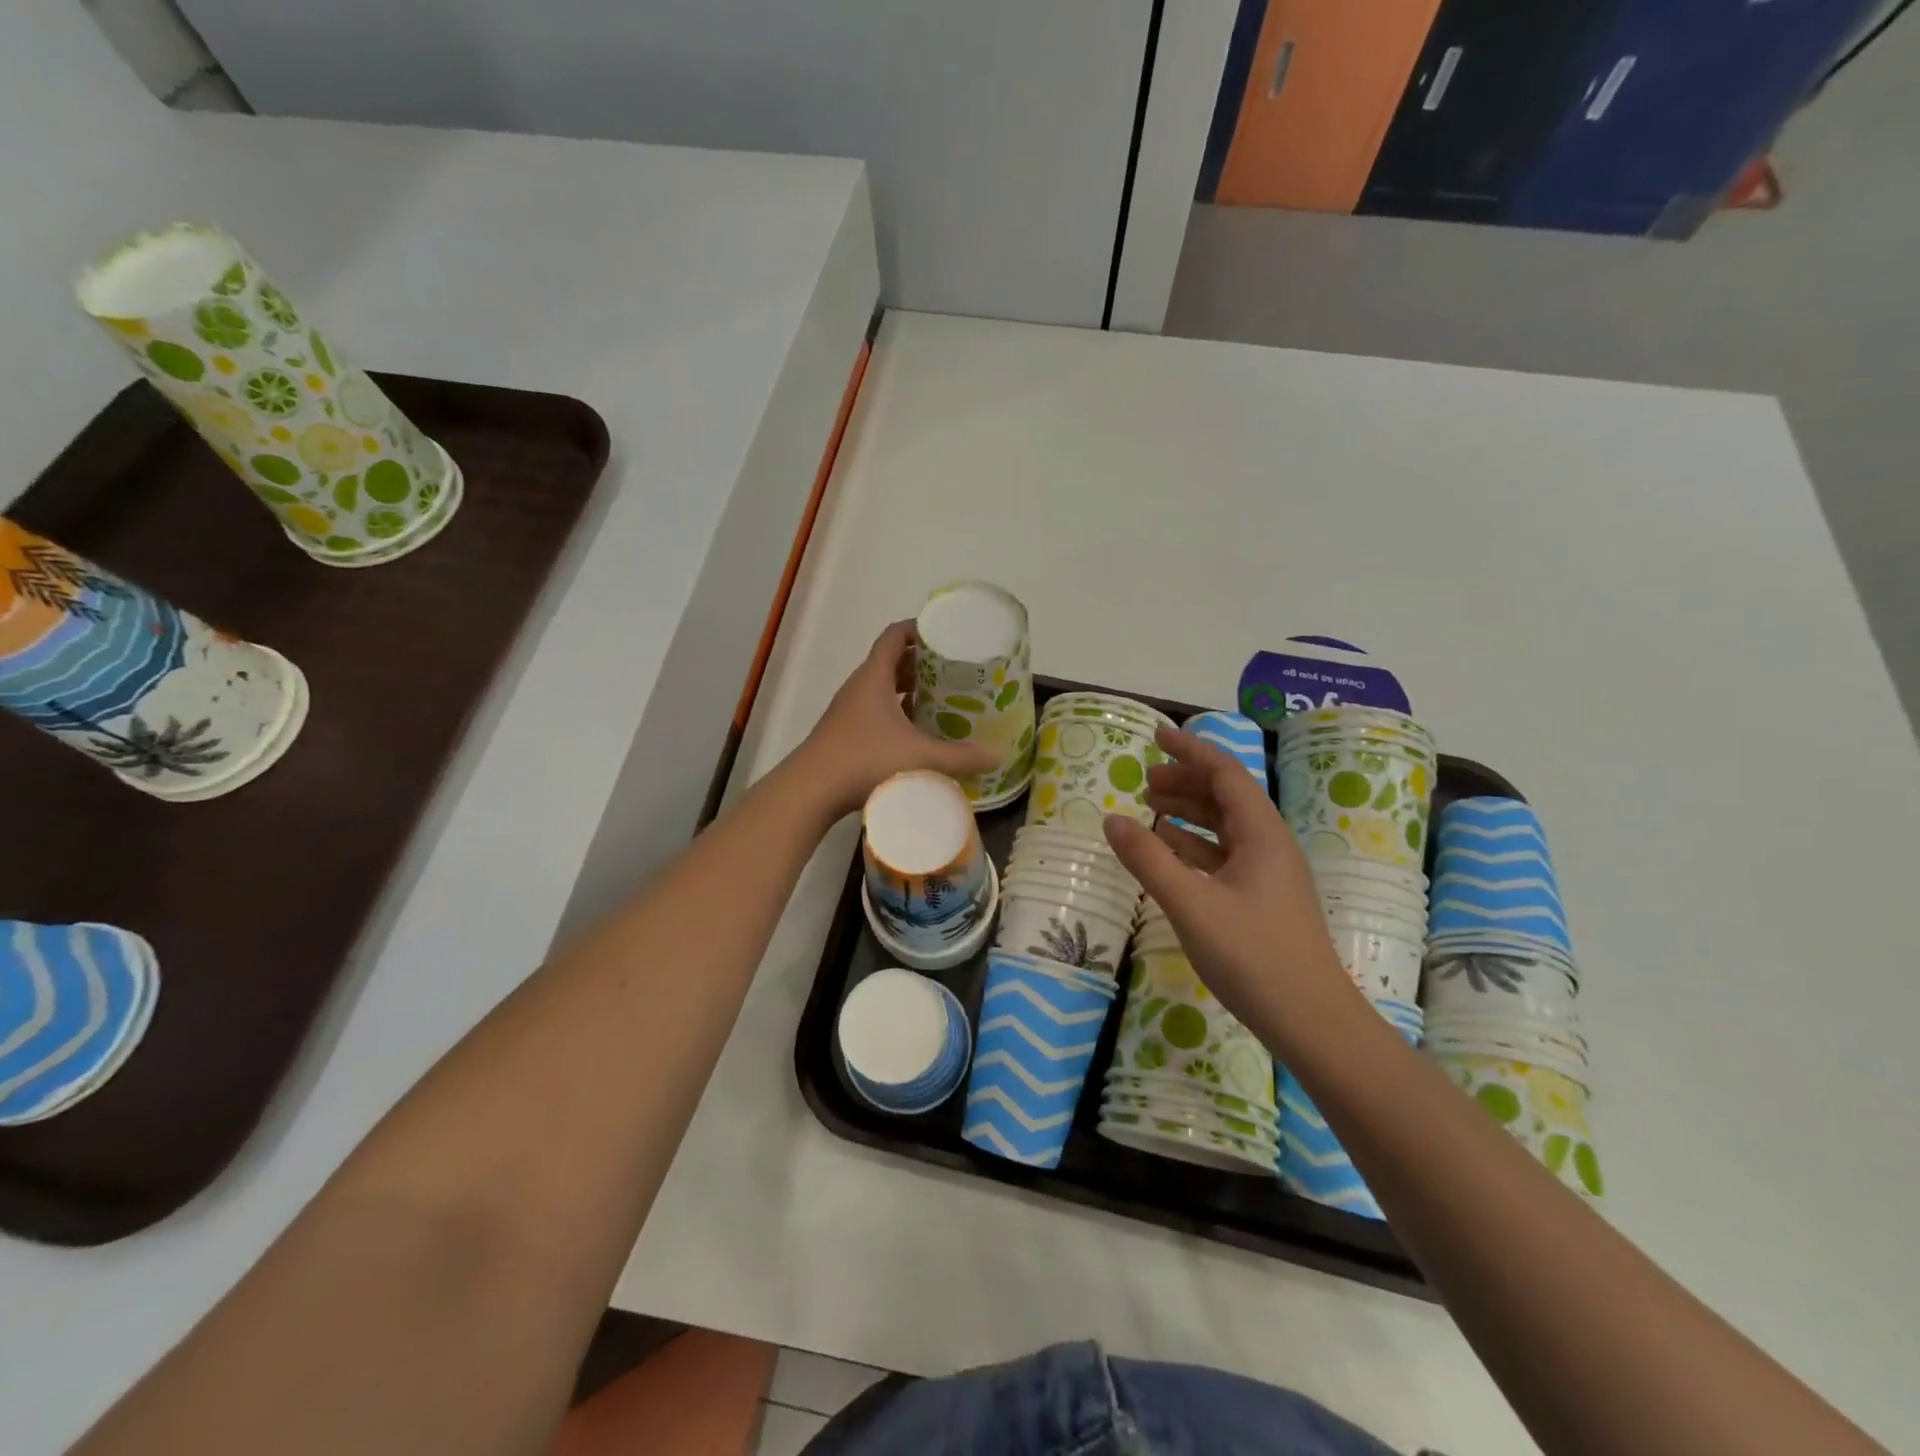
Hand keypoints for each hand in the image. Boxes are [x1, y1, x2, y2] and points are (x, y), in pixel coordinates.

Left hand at [797, 621, 998, 817]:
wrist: (811, 791)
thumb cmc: (864, 760)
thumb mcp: (919, 757)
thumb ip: (960, 757)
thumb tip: (997, 755)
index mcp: (874, 677)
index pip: (894, 636)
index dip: (918, 628)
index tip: (945, 634)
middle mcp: (860, 687)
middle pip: (891, 661)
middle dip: (921, 662)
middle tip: (954, 669)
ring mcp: (849, 711)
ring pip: (883, 689)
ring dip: (909, 689)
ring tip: (942, 698)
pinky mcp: (846, 734)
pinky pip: (877, 711)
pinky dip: (898, 713)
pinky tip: (917, 732)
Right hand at [1102, 725, 1362, 1046]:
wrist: (1311, 1022)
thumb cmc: (1253, 956)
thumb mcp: (1191, 904)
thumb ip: (1149, 860)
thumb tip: (1111, 819)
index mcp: (1262, 834)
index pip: (1226, 774)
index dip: (1191, 751)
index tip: (1157, 736)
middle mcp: (1270, 845)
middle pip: (1226, 797)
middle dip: (1186, 781)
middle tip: (1145, 780)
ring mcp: (1269, 874)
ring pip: (1225, 827)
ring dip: (1189, 812)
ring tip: (1151, 809)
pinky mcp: (1263, 900)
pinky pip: (1225, 856)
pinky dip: (1195, 845)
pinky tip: (1170, 852)